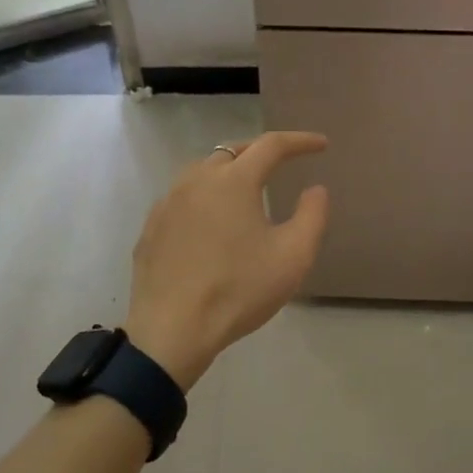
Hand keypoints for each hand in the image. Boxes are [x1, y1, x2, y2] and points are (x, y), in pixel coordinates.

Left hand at [124, 132, 329, 388]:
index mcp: (234, 181)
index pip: (272, 145)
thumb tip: (316, 189)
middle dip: (261, 152)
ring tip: (247, 189)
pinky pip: (183, 197)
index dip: (300, 141)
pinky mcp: (151, 227)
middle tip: (283, 163)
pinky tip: (211, 220)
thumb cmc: (238, 291)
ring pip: (203, 171)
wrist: (171, 331)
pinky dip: (204, 196)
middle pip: (233, 151)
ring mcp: (168, 202)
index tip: (321, 145)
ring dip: (229, 171)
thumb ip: (312, 216)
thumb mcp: (292, 257)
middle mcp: (197, 179)